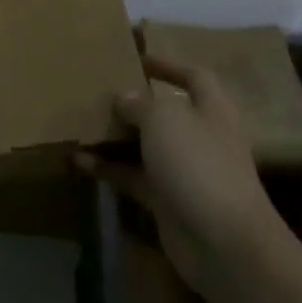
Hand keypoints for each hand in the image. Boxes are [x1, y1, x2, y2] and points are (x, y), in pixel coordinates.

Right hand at [78, 57, 283, 294]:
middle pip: (166, 112)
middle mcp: (200, 136)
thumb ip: (140, 103)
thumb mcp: (164, 119)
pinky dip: (108, 169)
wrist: (223, 243)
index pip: (194, 77)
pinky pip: (133, 177)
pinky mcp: (167, 201)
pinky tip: (78, 161)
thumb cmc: (198, 164)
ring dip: (115, 138)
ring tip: (81, 125)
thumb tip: (125, 97)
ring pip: (145, 146)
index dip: (169, 65)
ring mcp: (185, 171)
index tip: (138, 59)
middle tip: (98, 93)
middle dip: (134, 103)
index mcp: (211, 109)